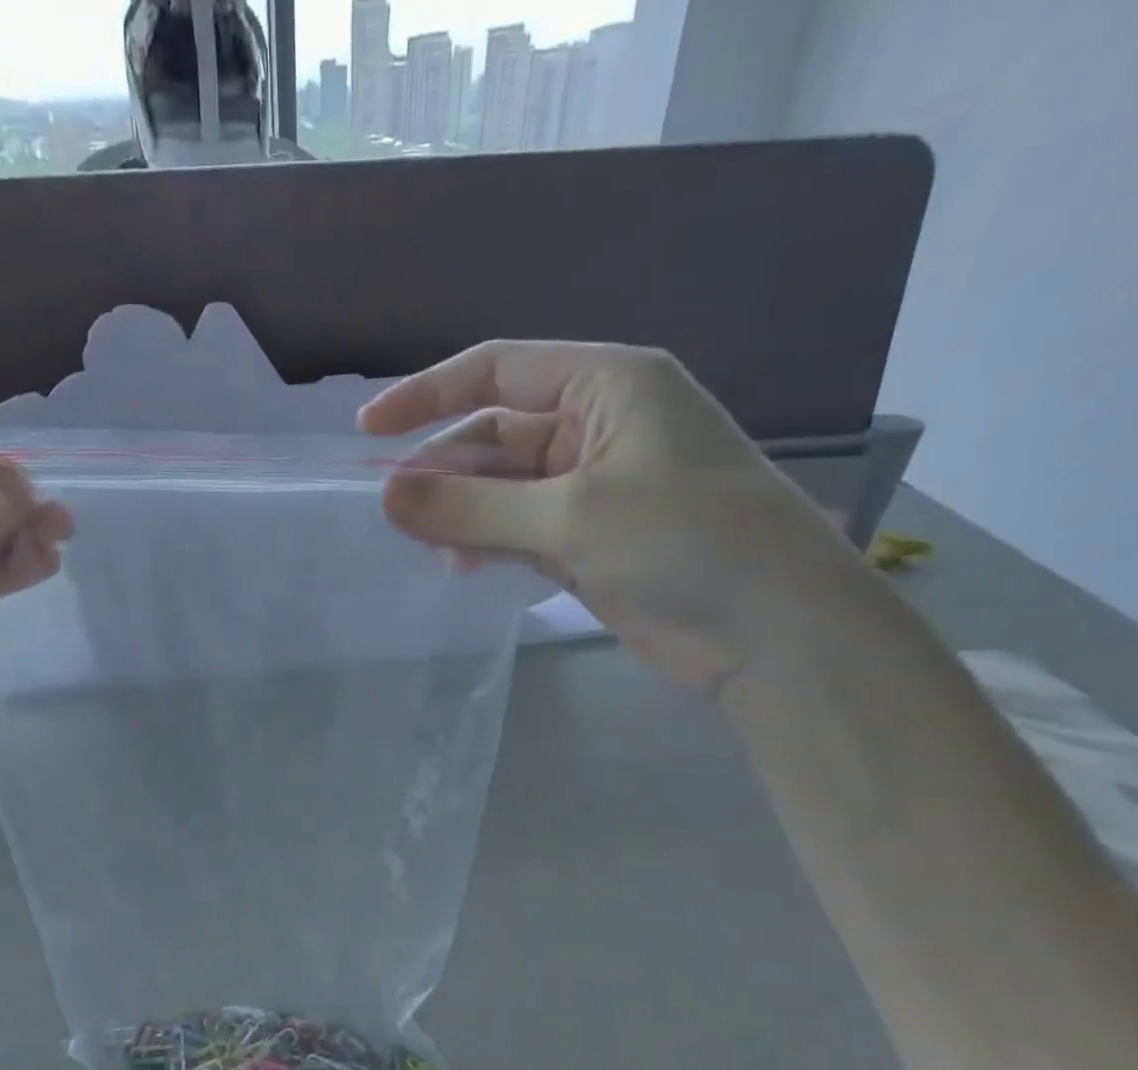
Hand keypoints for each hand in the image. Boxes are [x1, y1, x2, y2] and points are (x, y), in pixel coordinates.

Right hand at [359, 341, 863, 692]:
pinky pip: (519, 532)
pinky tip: (462, 570)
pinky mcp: (590, 543)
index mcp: (606, 385)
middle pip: (495, 436)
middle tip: (394, 514)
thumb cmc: (683, 541)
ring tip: (431, 551)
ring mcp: (593, 490)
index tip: (367, 431)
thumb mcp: (570, 515)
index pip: (498, 370)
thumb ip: (472, 506)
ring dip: (462, 516)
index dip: (428, 395)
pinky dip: (488, 547)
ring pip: (503, 491)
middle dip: (444, 471)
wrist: (770, 631)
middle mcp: (597, 429)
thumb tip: (386, 495)